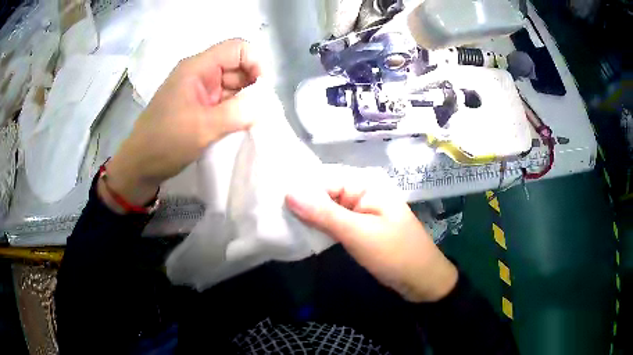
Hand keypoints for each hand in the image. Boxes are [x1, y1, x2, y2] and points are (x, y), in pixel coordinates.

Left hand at [104, 39, 260, 207]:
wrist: (140, 166)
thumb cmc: (165, 142)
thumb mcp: (202, 127)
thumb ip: (237, 113)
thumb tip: (265, 104)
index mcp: (197, 68)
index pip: (237, 49)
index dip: (255, 63)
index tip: (263, 91)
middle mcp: (199, 73)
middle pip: (237, 66)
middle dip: (252, 86)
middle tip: (260, 112)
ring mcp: (198, 91)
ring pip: (232, 85)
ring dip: (245, 101)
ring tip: (251, 122)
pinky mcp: (198, 106)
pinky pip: (224, 101)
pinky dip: (235, 111)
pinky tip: (239, 126)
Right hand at [285, 166, 457, 302]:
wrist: (422, 280)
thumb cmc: (395, 254)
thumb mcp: (358, 233)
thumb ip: (323, 213)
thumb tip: (288, 192)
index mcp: (365, 184)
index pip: (323, 178)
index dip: (298, 188)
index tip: (271, 200)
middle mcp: (361, 192)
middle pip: (323, 192)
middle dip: (300, 203)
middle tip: (271, 214)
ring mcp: (360, 211)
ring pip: (326, 208)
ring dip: (308, 217)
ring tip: (280, 222)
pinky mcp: (359, 227)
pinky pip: (334, 222)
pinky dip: (319, 227)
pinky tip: (301, 232)